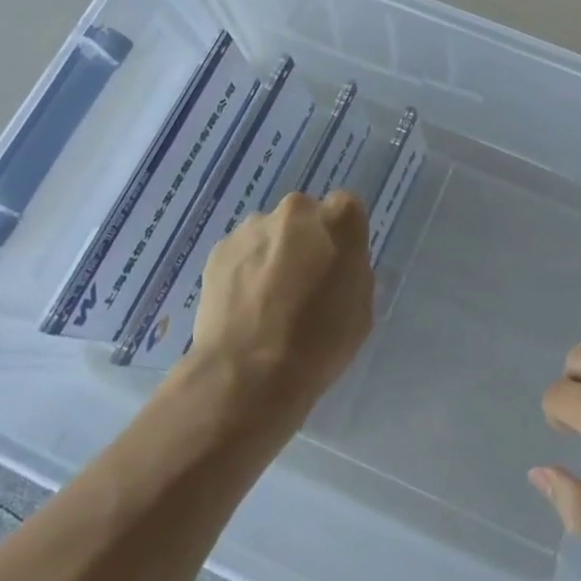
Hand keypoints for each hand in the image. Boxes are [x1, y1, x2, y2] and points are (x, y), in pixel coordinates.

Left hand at [188, 190, 373, 416]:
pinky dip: (243, 270)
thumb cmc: (319, 343)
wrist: (248, 374)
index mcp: (339, 220)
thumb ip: (352, 269)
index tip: (336, 262)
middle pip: (303, 216)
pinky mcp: (219, 249)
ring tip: (266, 300)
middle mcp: (296, 210)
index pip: (346, 206)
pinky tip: (243, 306)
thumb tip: (336, 262)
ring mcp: (252, 227)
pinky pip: (241, 252)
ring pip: (269, 233)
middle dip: (304, 239)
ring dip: (272, 253)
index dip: (341, 234)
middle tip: (301, 281)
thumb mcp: (361, 308)